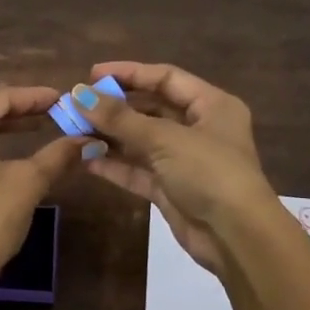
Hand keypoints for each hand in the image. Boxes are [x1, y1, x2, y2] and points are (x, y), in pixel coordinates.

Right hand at [66, 61, 276, 272]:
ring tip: (74, 131)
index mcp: (212, 105)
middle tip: (78, 106)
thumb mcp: (165, 139)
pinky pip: (138, 170)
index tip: (92, 75)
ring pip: (141, 141)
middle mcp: (199, 128)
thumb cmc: (209, 173)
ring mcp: (184, 161)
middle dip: (115, 108)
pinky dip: (115, 164)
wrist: (235, 236)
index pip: (166, 78)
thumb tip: (79, 95)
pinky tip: (86, 159)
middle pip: (151, 109)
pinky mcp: (170, 189)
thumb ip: (120, 118)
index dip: (129, 73)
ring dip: (110, 136)